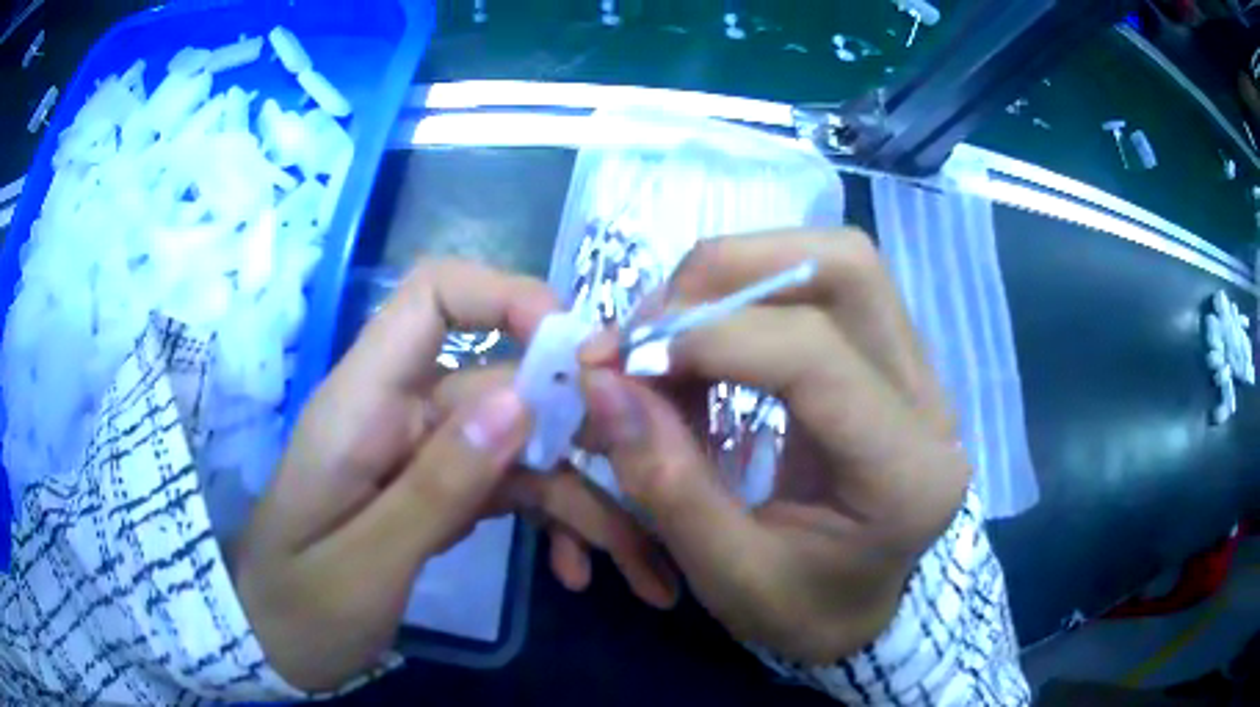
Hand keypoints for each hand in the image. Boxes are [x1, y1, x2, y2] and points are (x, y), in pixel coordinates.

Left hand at [233, 260, 672, 691]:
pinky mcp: (441, 493)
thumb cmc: (300, 607)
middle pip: (505, 382)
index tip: (578, 353)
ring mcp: (425, 455)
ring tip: (643, 563)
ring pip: (524, 445)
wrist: (274, 642)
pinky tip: (578, 572)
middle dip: (582, 427)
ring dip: (586, 497)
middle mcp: (400, 413)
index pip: (432, 296)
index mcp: (362, 405)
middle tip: (651, 477)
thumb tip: (520, 402)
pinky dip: (554, 524)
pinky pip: (513, 489)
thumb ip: (436, 488)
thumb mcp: (365, 565)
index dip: (508, 296)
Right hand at [579, 229, 968, 663]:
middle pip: (844, 267)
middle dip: (729, 271)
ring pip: (838, 261)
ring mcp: (921, 372)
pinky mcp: (895, 360)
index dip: (711, 338)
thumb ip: (665, 480)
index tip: (628, 360)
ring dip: (740, 274)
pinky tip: (711, 342)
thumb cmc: (804, 609)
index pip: (815, 355)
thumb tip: (603, 379)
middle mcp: (930, 403)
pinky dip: (753, 296)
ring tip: (675, 329)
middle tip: (652, 322)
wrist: (861, 608)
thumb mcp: (726, 573)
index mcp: (905, 475)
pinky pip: (827, 288)